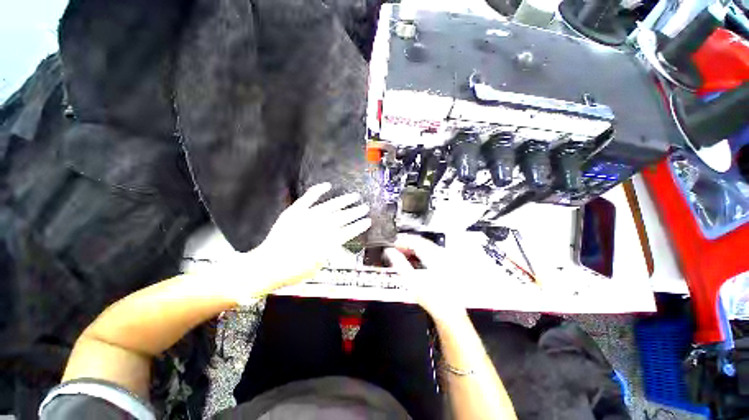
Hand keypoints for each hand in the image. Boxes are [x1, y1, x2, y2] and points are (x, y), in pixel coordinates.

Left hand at [253, 182, 371, 289]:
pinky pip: (308, 198)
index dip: (359, 226)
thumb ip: (330, 252)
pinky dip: (318, 191)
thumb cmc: (294, 271)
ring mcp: (308, 217)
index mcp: (328, 242)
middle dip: (356, 212)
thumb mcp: (318, 266)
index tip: (368, 221)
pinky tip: (327, 185)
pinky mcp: (295, 211)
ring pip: (331, 206)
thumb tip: (337, 242)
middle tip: (365, 207)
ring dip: (344, 201)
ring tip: (355, 196)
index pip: (349, 231)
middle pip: (343, 217)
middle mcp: (321, 227)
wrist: (268, 266)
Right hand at [383, 234, 466, 321]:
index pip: (415, 241)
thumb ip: (399, 263)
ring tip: (404, 253)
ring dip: (414, 248)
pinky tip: (416, 259)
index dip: (402, 241)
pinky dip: (421, 252)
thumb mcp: (411, 280)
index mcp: (433, 257)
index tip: (394, 245)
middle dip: (408, 243)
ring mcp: (446, 259)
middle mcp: (441, 255)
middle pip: (422, 242)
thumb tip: (390, 252)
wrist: (449, 312)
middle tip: (397, 248)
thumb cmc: (433, 299)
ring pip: (427, 246)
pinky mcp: (447, 264)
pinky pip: (432, 252)